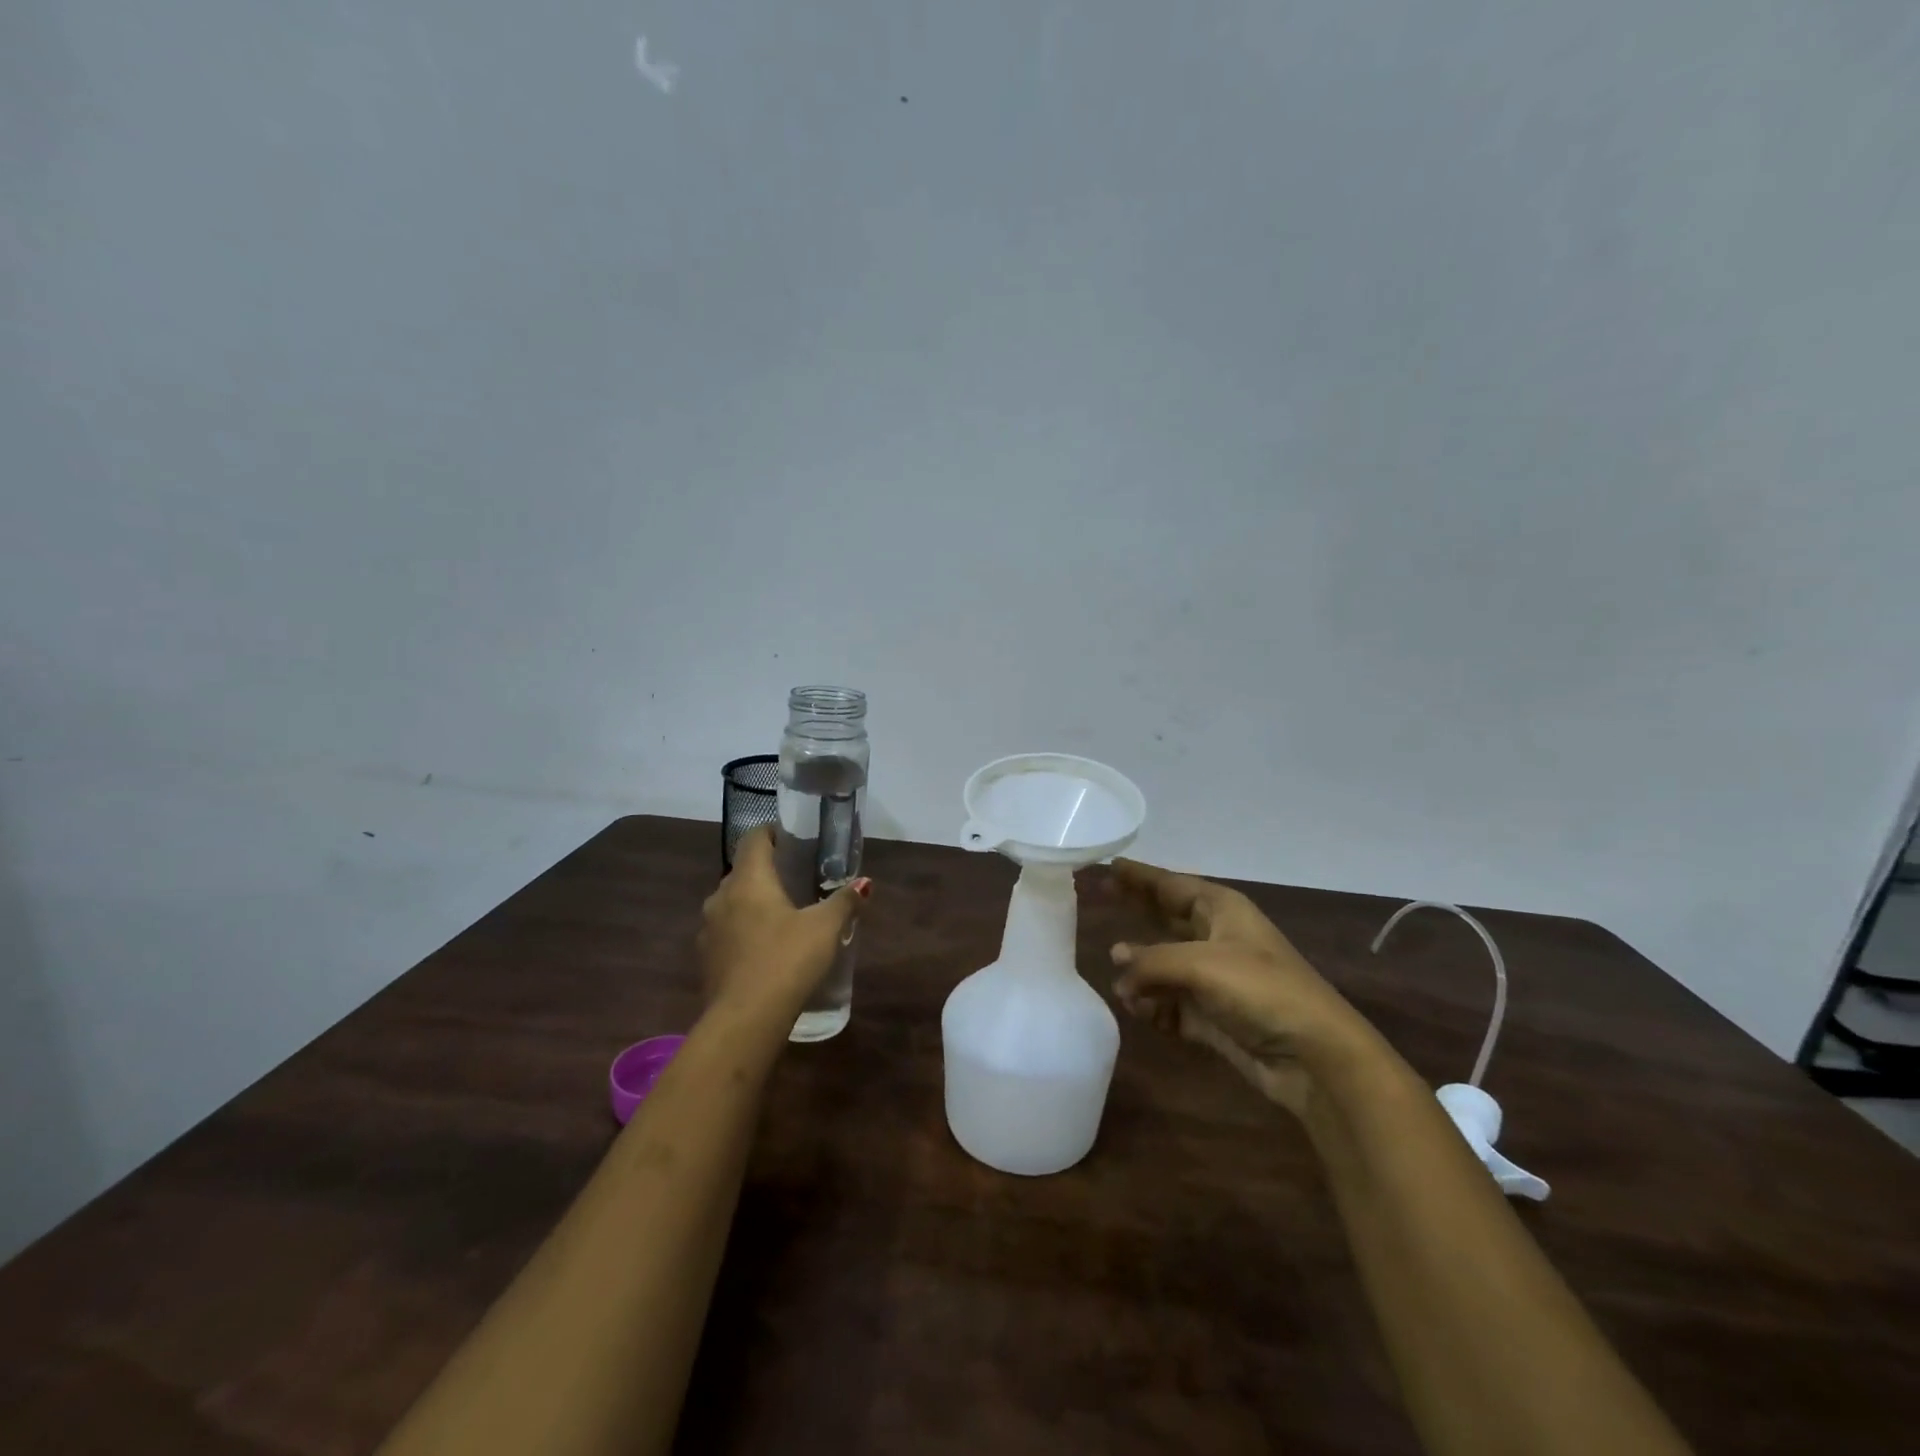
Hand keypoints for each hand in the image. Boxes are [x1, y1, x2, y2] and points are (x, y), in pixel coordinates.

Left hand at [698, 826, 869, 1020]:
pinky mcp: (707, 959)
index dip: (771, 833)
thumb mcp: (825, 928)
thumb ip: (844, 902)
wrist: (745, 1021)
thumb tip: (863, 883)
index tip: (792, 838)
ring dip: (753, 903)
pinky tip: (767, 948)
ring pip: (732, 904)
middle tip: (796, 878)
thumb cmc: (786, 960)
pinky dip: (745, 931)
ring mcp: (709, 930)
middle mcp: (721, 898)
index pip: (753, 839)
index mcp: (748, 880)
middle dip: (766, 871)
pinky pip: (727, 932)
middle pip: (742, 871)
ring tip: (783, 914)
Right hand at [1102, 858, 1371, 1117]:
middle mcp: (1216, 937)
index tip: (1108, 864)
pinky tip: (1140, 1010)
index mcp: (1221, 910)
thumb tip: (1116, 961)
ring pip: (1163, 965)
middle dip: (1135, 911)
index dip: (1139, 876)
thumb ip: (1150, 960)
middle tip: (1097, 899)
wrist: (1313, 1055)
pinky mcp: (1212, 1015)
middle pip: (1165, 917)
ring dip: (1141, 973)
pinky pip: (1170, 1003)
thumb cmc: (1260, 990)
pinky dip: (1153, 1007)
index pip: (1170, 884)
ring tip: (1120, 982)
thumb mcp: (1200, 964)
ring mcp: (1214, 978)